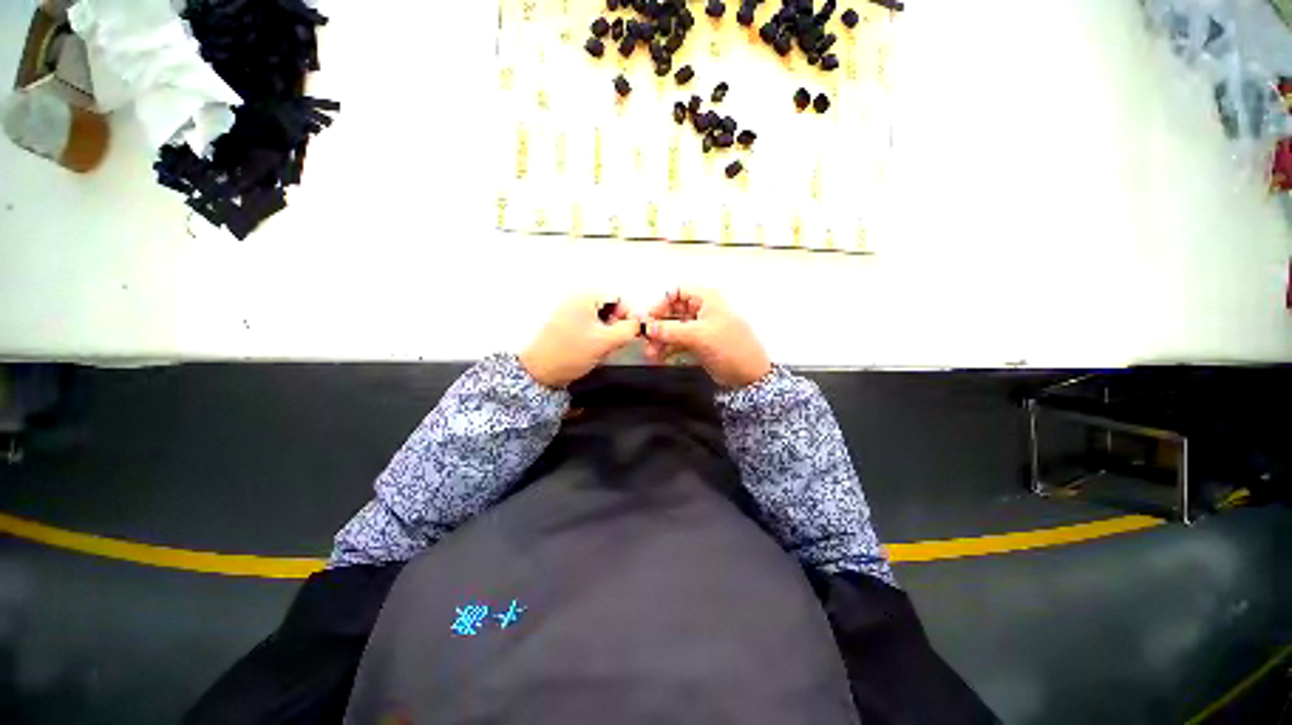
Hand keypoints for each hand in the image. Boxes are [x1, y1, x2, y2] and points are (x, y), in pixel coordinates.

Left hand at [520, 295, 640, 388]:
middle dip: (618, 325)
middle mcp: (576, 299)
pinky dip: (597, 336)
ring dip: (608, 332)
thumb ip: (628, 329)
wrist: (539, 371)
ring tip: (604, 348)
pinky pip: (590, 326)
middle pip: (610, 307)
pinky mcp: (566, 325)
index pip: (619, 298)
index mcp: (585, 297)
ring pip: (601, 318)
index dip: (629, 315)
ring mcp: (569, 312)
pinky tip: (594, 350)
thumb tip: (639, 324)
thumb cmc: (569, 353)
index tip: (633, 331)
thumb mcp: (606, 341)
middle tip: (617, 342)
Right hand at [643, 289, 771, 388]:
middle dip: (658, 325)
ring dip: (660, 340)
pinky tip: (659, 357)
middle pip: (672, 311)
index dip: (661, 303)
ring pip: (673, 328)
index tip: (649, 318)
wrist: (749, 376)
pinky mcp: (699, 344)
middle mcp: (702, 310)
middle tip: (645, 338)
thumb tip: (647, 327)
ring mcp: (700, 328)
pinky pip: (678, 342)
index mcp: (706, 299)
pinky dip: (668, 348)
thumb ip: (670, 330)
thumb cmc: (731, 348)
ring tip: (650, 354)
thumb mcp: (698, 336)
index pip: (677, 292)